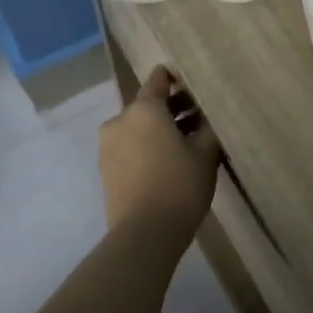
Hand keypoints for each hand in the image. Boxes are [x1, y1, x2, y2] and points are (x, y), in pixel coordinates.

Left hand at [99, 67, 220, 239]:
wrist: (144, 233)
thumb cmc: (179, 185)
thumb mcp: (205, 154)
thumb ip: (207, 129)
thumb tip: (207, 118)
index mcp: (144, 109)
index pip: (158, 80)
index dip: (177, 79)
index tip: (195, 85)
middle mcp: (120, 120)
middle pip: (148, 105)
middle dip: (172, 109)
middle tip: (200, 120)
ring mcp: (108, 146)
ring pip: (138, 128)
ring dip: (159, 130)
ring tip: (186, 145)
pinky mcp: (105, 169)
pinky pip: (130, 148)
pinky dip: (146, 148)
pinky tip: (167, 163)